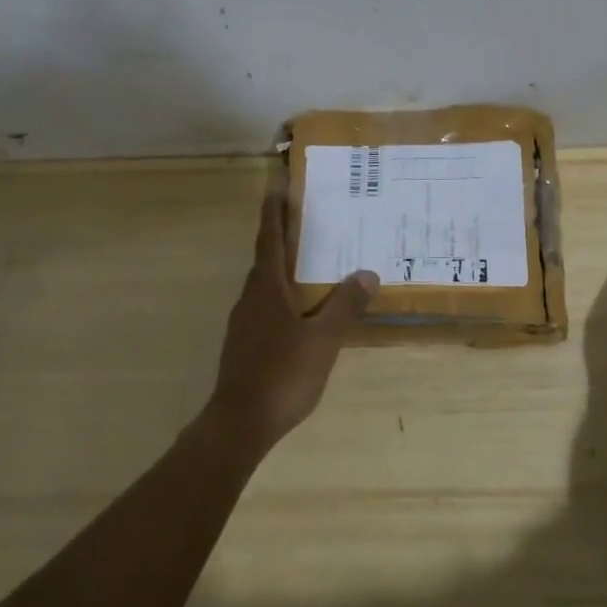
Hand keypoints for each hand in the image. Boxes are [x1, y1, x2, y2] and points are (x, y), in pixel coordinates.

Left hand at [206, 189, 378, 454]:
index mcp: (267, 287)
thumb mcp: (323, 339)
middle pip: (266, 256)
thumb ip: (345, 305)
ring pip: (265, 283)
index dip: (273, 210)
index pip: (269, 237)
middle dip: (282, 235)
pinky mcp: (244, 343)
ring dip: (283, 267)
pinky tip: (300, 310)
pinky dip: (282, 295)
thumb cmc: (282, 374)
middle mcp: (251, 296)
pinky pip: (265, 305)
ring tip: (310, 262)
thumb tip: (367, 273)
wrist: (239, 423)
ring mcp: (243, 321)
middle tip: (307, 218)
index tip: (276, 183)